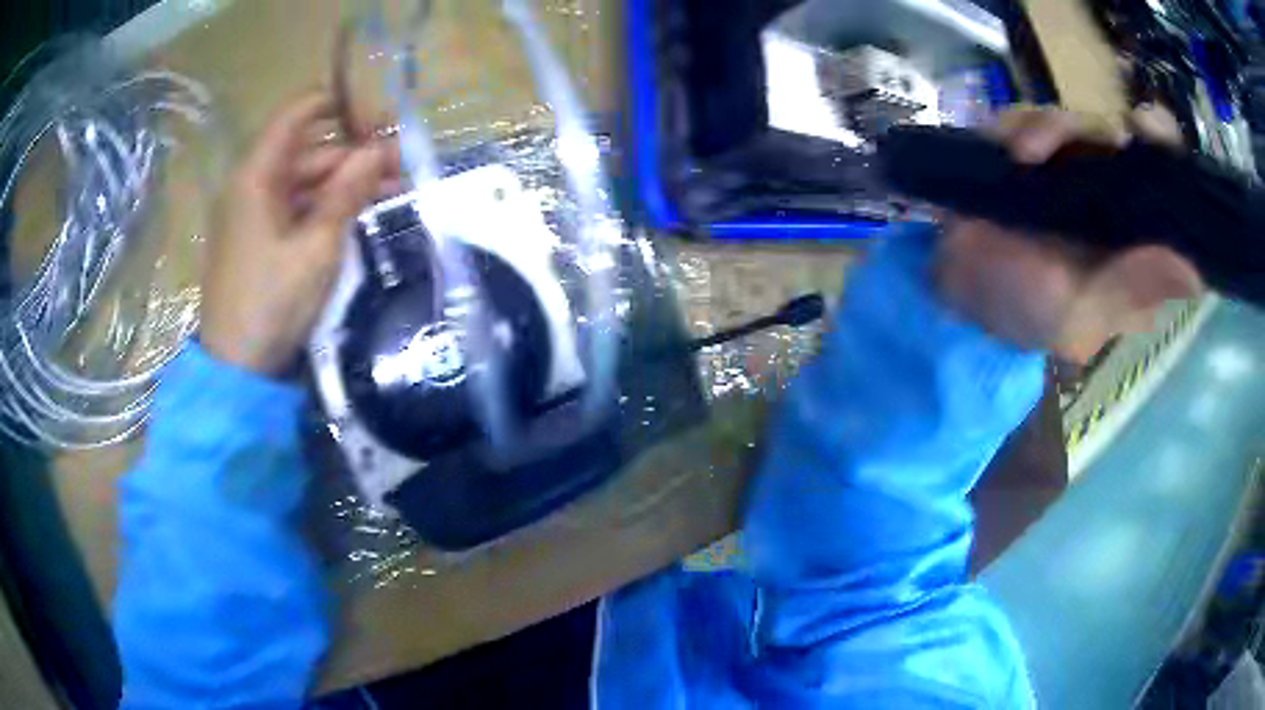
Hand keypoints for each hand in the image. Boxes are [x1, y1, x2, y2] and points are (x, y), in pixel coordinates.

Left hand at [200, 93, 394, 375]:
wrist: (237, 370)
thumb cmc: (272, 303)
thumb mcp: (317, 247)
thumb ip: (347, 191)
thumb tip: (378, 149)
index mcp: (257, 174)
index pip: (300, 111)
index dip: (341, 105)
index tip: (380, 121)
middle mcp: (252, 183)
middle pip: (309, 149)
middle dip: (355, 153)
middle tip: (402, 168)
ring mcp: (254, 212)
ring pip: (306, 180)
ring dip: (346, 183)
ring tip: (392, 193)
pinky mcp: (259, 238)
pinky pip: (297, 207)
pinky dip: (327, 207)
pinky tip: (358, 215)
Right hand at [931, 106, 1202, 363]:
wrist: (957, 289)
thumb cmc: (1024, 312)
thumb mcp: (1082, 317)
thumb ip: (1131, 292)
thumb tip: (1194, 271)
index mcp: (1135, 243)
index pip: (1168, 191)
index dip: (1169, 157)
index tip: (1153, 137)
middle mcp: (1111, 197)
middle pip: (1125, 140)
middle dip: (1113, 130)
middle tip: (1112, 134)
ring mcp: (1070, 167)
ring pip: (1079, 123)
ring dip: (1055, 129)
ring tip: (1024, 156)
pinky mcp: (1029, 147)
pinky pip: (1034, 117)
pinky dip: (1022, 124)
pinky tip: (1011, 152)